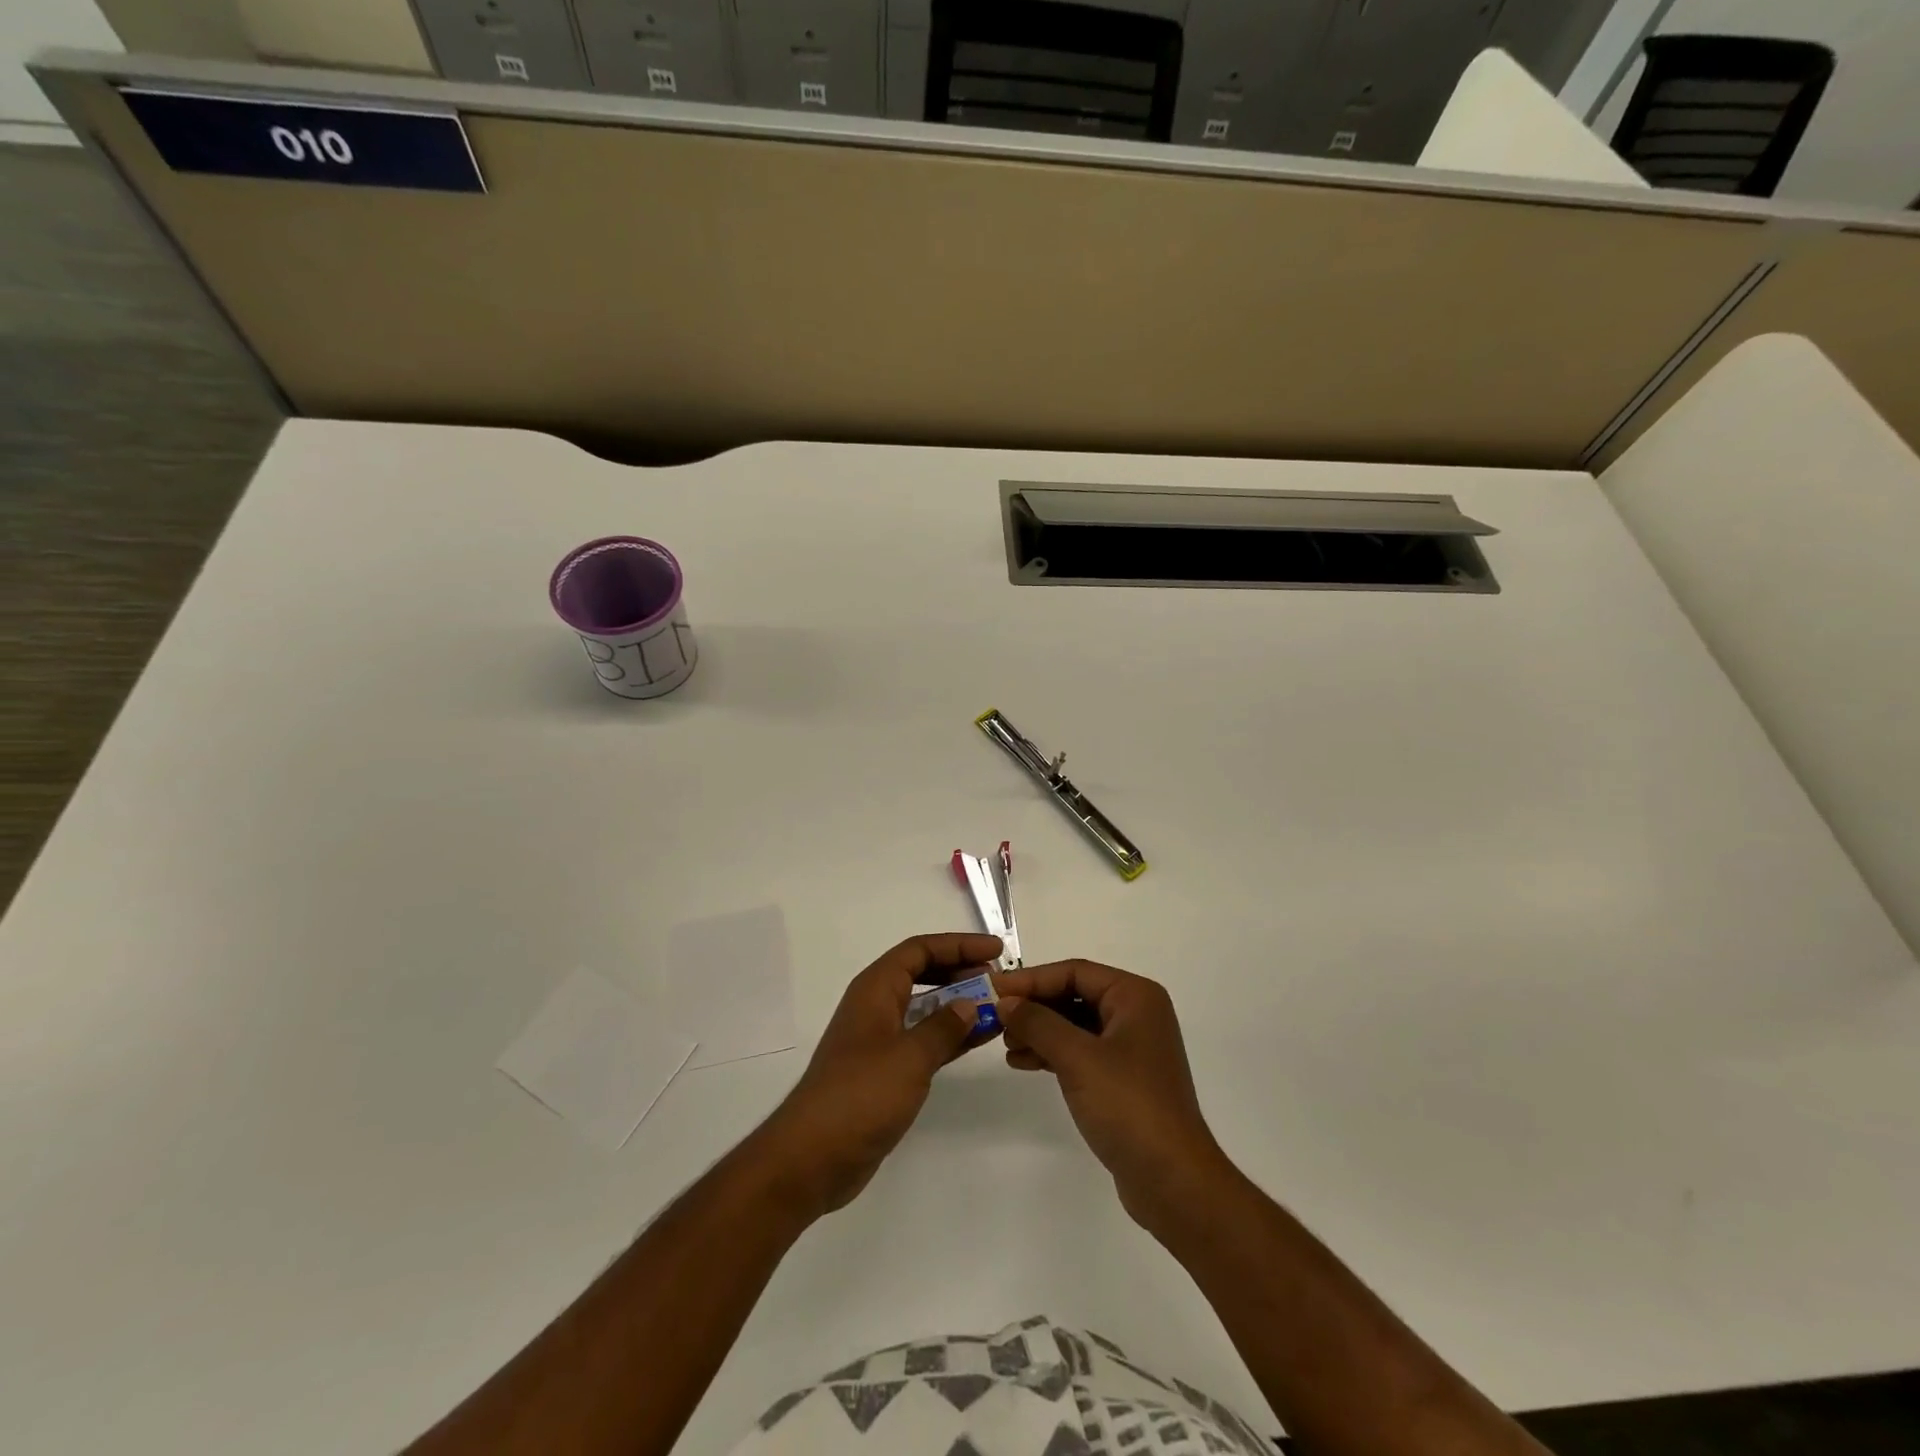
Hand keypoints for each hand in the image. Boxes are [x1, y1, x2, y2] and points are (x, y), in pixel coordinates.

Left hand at [756, 933, 1001, 1216]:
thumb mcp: (909, 1057)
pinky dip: (950, 1034)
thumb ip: (943, 1027)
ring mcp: (880, 1039)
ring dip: (959, 1003)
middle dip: (960, 970)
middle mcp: (876, 1006)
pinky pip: (924, 1038)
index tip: (995, 950)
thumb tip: (970, 1004)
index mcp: (875, 990)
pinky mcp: (885, 1070)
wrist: (813, 1157)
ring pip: (925, 1007)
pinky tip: (978, 1038)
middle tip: (998, 977)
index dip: (958, 945)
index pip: (919, 950)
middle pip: (922, 972)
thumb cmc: (860, 1095)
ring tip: (997, 1004)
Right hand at [996, 960, 1228, 1233]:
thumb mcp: (1077, 1058)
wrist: (1172, 1181)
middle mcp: (1136, 1014)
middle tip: (996, 1018)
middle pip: (1074, 995)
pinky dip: (1053, 1053)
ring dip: (1040, 1031)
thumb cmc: (1128, 1106)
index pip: (1075, 972)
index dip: (1032, 979)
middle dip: (1035, 1006)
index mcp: (1135, 997)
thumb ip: (1038, 1023)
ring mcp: (1131, 1047)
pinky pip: (1081, 1051)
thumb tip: (1005, 1002)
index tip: (994, 989)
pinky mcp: (1123, 1078)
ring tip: (1006, 1045)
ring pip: (1075, 1024)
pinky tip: (1024, 1063)